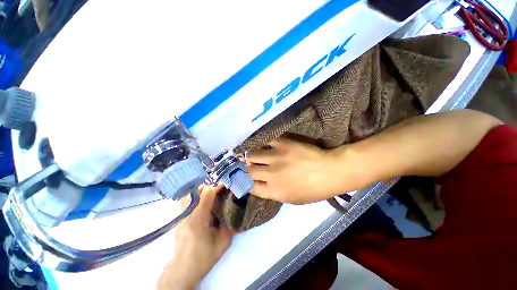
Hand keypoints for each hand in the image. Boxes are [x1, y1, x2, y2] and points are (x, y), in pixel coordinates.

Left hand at [158, 184, 234, 289]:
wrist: (182, 269)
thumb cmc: (203, 257)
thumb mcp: (223, 243)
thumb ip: (231, 226)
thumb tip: (237, 211)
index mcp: (198, 220)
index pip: (207, 194)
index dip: (217, 187)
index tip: (225, 185)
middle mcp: (187, 214)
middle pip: (197, 190)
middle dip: (210, 187)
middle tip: (219, 190)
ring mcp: (180, 215)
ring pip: (189, 193)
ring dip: (201, 190)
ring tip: (210, 193)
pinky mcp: (177, 218)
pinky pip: (184, 200)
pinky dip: (193, 196)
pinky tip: (199, 200)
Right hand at [246, 138, 344, 203]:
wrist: (330, 172)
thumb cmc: (313, 189)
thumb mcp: (292, 199)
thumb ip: (273, 192)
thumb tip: (261, 184)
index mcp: (274, 191)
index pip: (250, 187)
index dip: (245, 183)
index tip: (245, 178)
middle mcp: (271, 174)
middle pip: (248, 171)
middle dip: (245, 169)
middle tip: (247, 165)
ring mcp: (276, 157)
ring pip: (252, 155)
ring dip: (251, 156)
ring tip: (253, 154)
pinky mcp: (283, 144)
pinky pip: (266, 141)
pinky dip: (262, 143)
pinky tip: (262, 143)